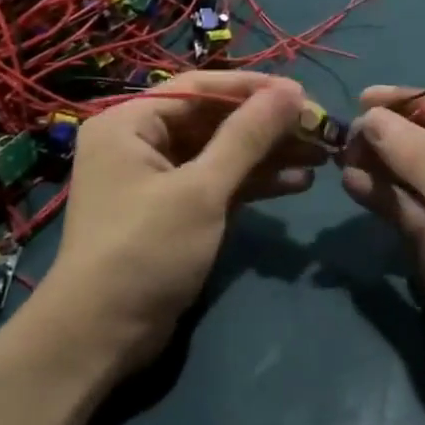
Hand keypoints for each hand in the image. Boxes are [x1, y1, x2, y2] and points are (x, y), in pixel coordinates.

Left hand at [46, 72, 321, 371]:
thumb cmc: (146, 250)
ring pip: (221, 153)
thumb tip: (291, 90)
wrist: (102, 336)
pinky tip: (298, 182)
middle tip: (320, 127)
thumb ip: (248, 137)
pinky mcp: (174, 211)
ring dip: (268, 154)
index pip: (199, 88)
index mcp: (129, 123)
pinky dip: (254, 182)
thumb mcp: (201, 190)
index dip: (252, 88)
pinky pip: (218, 183)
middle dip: (266, 126)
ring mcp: (157, 179)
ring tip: (321, 153)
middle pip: (213, 120)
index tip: (302, 93)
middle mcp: (139, 143)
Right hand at [341, 87, 424, 406]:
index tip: (368, 97)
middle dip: (393, 135)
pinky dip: (380, 195)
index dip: (415, 103)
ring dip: (381, 163)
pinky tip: (352, 181)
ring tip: (342, 152)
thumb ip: (420, 156)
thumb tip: (373, 116)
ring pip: (415, 178)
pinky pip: (406, 211)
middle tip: (348, 131)